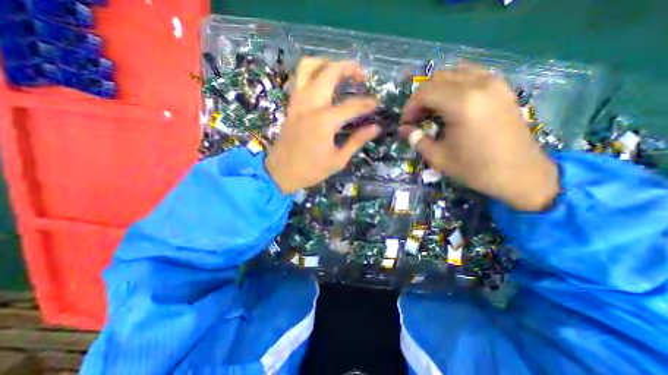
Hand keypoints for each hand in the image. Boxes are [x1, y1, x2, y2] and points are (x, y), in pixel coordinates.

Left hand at [266, 58, 380, 194]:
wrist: (280, 173)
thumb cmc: (311, 170)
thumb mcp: (338, 160)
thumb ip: (356, 141)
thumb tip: (375, 128)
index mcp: (325, 121)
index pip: (352, 105)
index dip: (367, 104)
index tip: (376, 103)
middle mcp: (310, 105)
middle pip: (330, 71)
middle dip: (349, 68)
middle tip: (361, 77)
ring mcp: (297, 102)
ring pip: (308, 66)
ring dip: (326, 63)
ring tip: (339, 72)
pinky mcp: (290, 106)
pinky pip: (298, 79)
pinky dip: (311, 73)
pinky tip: (321, 83)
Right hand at [402, 64, 559, 210]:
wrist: (520, 174)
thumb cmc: (475, 168)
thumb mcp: (438, 157)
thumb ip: (417, 140)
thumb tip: (403, 130)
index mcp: (462, 103)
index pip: (425, 93)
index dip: (409, 107)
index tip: (405, 123)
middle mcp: (479, 85)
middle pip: (438, 78)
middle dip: (421, 97)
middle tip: (416, 117)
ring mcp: (494, 83)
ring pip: (455, 72)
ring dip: (437, 89)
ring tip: (431, 109)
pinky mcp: (502, 87)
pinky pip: (472, 75)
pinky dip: (455, 85)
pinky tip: (451, 103)